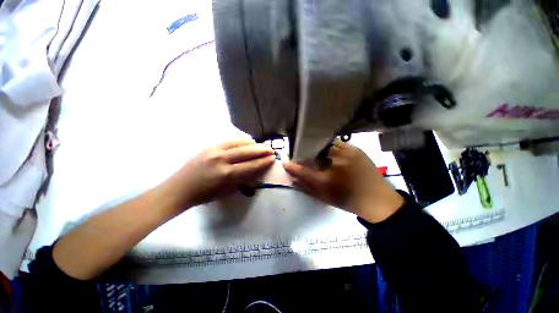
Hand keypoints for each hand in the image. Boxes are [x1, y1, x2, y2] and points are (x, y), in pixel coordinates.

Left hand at [173, 139, 275, 207]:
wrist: (180, 188)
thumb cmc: (205, 194)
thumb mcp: (227, 191)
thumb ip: (243, 179)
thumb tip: (256, 171)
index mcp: (227, 174)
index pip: (251, 166)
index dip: (263, 162)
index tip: (273, 159)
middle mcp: (222, 160)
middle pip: (247, 152)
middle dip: (261, 151)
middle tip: (271, 149)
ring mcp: (215, 151)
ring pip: (239, 143)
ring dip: (253, 144)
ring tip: (262, 145)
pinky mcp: (209, 146)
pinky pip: (229, 140)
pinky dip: (241, 141)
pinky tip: (248, 142)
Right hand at [283, 140, 403, 222]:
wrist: (378, 200)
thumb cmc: (348, 200)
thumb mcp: (325, 196)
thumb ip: (307, 187)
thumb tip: (292, 178)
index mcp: (329, 179)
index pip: (304, 171)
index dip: (294, 166)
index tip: (286, 163)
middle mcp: (336, 163)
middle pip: (314, 153)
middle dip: (307, 154)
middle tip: (305, 157)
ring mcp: (348, 152)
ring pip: (326, 145)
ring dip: (320, 149)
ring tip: (319, 155)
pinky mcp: (356, 148)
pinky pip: (338, 144)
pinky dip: (331, 148)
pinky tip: (332, 154)